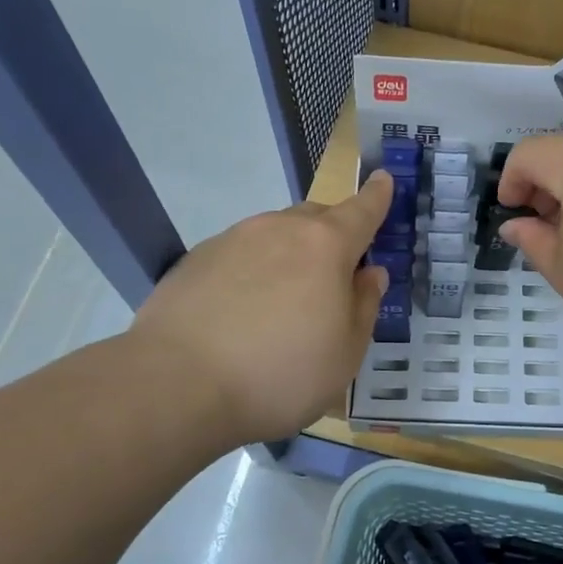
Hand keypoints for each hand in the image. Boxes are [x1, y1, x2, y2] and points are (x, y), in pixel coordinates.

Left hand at [122, 172, 392, 445]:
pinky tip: (242, 310)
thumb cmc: (281, 373)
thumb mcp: (345, 353)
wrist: (178, 383)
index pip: (362, 210)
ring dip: (290, 254)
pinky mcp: (196, 258)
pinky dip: (252, 270)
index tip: (384, 180)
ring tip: (283, 301)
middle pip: (316, 218)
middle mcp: (280, 228)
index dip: (377, 196)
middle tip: (335, 272)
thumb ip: (363, 306)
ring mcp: (234, 239)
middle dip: (333, 234)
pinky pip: (240, 254)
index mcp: (326, 246)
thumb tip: (369, 273)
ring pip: (275, 235)